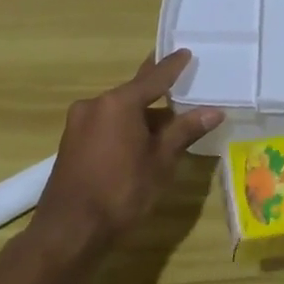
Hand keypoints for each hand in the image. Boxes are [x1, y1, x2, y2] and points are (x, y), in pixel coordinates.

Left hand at [28, 50, 222, 256]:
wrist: (69, 231)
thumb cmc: (121, 192)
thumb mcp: (161, 161)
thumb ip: (185, 131)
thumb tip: (214, 111)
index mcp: (118, 103)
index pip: (154, 78)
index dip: (173, 66)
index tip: (186, 52)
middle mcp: (95, 104)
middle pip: (134, 92)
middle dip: (157, 90)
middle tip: (178, 80)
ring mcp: (79, 123)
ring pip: (120, 110)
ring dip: (143, 114)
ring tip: (169, 120)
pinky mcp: (72, 142)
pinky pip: (106, 123)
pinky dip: (126, 126)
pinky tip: (142, 139)